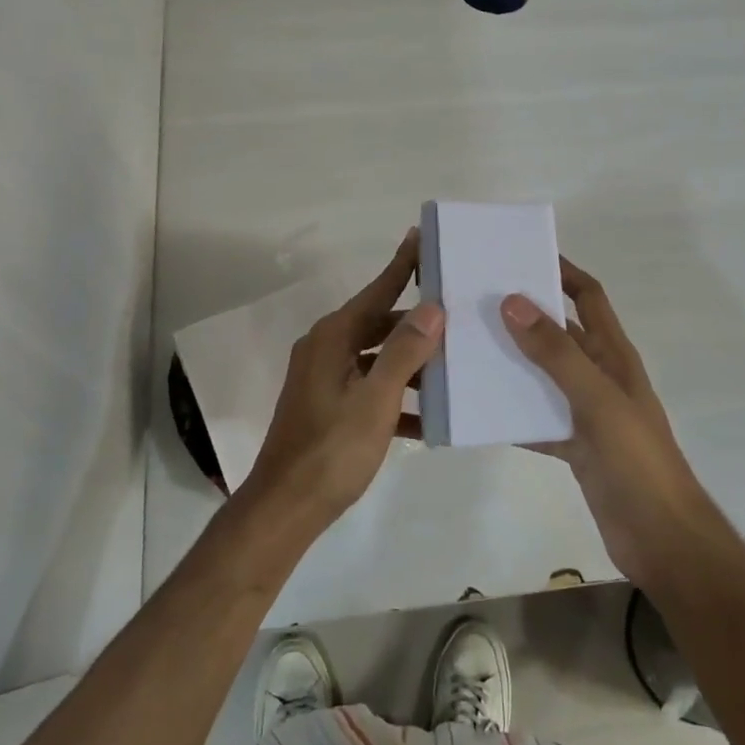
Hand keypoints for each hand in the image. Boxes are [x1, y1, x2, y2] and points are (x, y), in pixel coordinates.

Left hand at [241, 230, 444, 534]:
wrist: (286, 508)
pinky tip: (430, 418)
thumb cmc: (332, 449)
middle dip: (417, 323)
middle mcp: (326, 348)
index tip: (421, 236)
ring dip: (411, 364)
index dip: (402, 264)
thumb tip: (431, 308)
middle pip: (380, 324)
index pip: (377, 290)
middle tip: (459, 314)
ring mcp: (325, 379)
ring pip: (377, 358)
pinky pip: (370, 389)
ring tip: (455, 366)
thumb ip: (404, 351)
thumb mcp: (376, 399)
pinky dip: (397, 398)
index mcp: (334, 337)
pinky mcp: (328, 406)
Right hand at [502, 259, 711, 583]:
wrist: (662, 539)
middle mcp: (598, 375)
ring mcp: (585, 412)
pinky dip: (509, 412)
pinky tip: (476, 409)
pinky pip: (534, 418)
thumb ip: (555, 353)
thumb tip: (512, 300)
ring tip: (464, 349)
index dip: (562, 271)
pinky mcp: (573, 445)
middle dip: (522, 315)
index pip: (588, 297)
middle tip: (474, 301)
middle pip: (558, 333)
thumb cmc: (636, 460)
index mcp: (613, 355)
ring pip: (541, 375)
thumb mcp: (596, 399)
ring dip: (510, 363)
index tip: (520, 254)